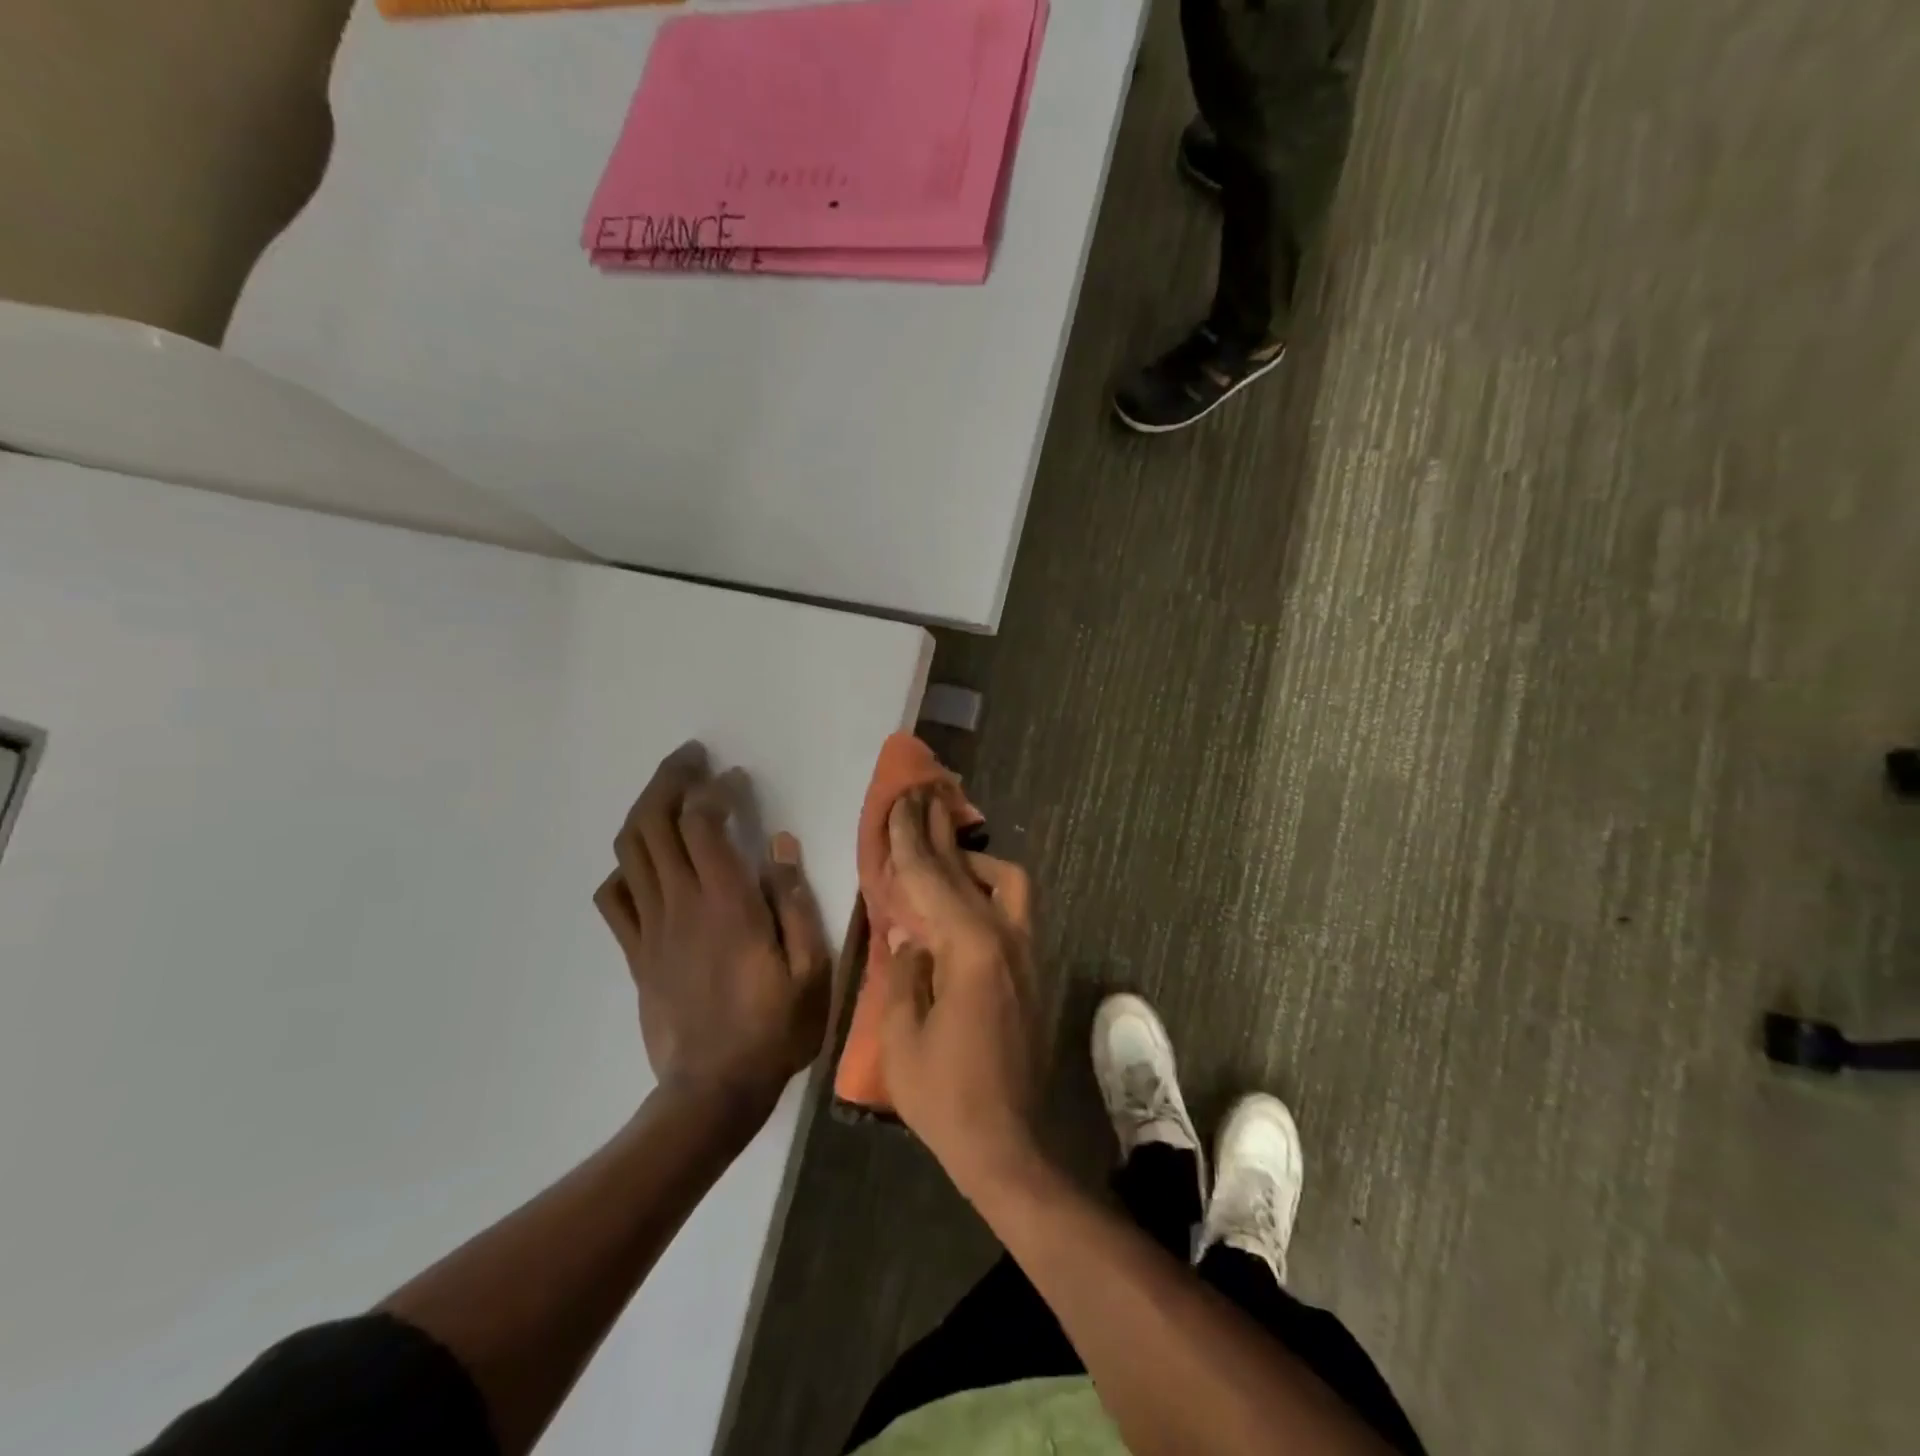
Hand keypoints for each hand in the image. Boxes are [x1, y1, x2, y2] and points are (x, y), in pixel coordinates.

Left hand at [595, 743, 832, 1121]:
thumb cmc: (774, 1029)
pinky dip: (625, 868)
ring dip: (645, 812)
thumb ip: (796, 903)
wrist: (713, 1092)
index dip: (714, 790)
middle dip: (669, 781)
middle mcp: (681, 905)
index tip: (734, 778)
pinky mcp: (636, 953)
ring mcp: (651, 929)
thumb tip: (781, 846)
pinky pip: (614, 898)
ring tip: (668, 794)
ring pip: (630, 853)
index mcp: (727, 904)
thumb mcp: (812, 969)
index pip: (703, 825)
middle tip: (691, 759)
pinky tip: (646, 863)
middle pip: (654, 825)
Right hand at [877, 790, 1042, 1191]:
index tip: (899, 801)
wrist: (1007, 1143)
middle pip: (969, 868)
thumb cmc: (945, 1095)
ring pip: (1007, 882)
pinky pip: (1011, 908)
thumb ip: (906, 973)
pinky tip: (965, 902)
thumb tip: (911, 936)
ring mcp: (1026, 952)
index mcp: (969, 948)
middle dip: (940, 832)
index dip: (910, 839)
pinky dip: (987, 889)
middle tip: (920, 799)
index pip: (932, 879)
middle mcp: (1005, 937)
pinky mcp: (1032, 970)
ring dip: (972, 860)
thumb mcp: (902, 1036)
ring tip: (942, 856)